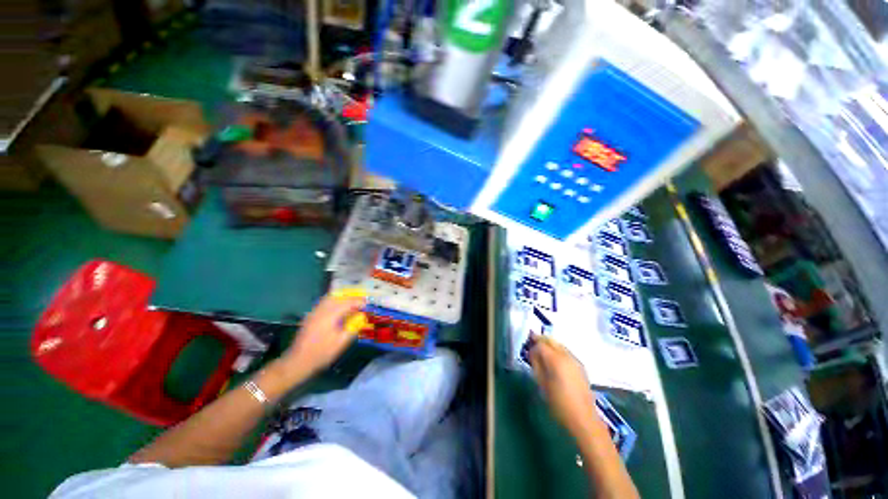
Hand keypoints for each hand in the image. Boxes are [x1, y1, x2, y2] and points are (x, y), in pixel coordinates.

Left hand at [279, 292, 366, 378]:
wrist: (298, 361)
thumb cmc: (322, 353)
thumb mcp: (341, 342)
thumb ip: (352, 327)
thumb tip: (361, 317)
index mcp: (330, 315)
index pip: (347, 303)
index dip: (358, 302)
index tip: (366, 304)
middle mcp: (321, 310)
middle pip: (338, 297)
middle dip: (350, 298)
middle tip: (360, 302)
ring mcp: (314, 312)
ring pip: (329, 298)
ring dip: (341, 298)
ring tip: (350, 304)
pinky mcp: (310, 316)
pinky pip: (323, 303)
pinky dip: (333, 302)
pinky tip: (337, 309)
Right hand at [529, 336, 598, 437]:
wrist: (584, 419)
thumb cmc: (559, 404)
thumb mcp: (542, 384)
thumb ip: (536, 365)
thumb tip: (532, 353)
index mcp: (555, 360)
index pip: (541, 344)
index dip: (532, 344)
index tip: (526, 348)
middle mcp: (566, 356)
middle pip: (551, 340)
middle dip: (541, 340)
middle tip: (532, 344)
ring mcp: (575, 360)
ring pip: (559, 345)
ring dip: (549, 345)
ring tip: (542, 353)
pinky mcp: (580, 366)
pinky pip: (566, 352)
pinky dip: (557, 351)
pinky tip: (554, 360)